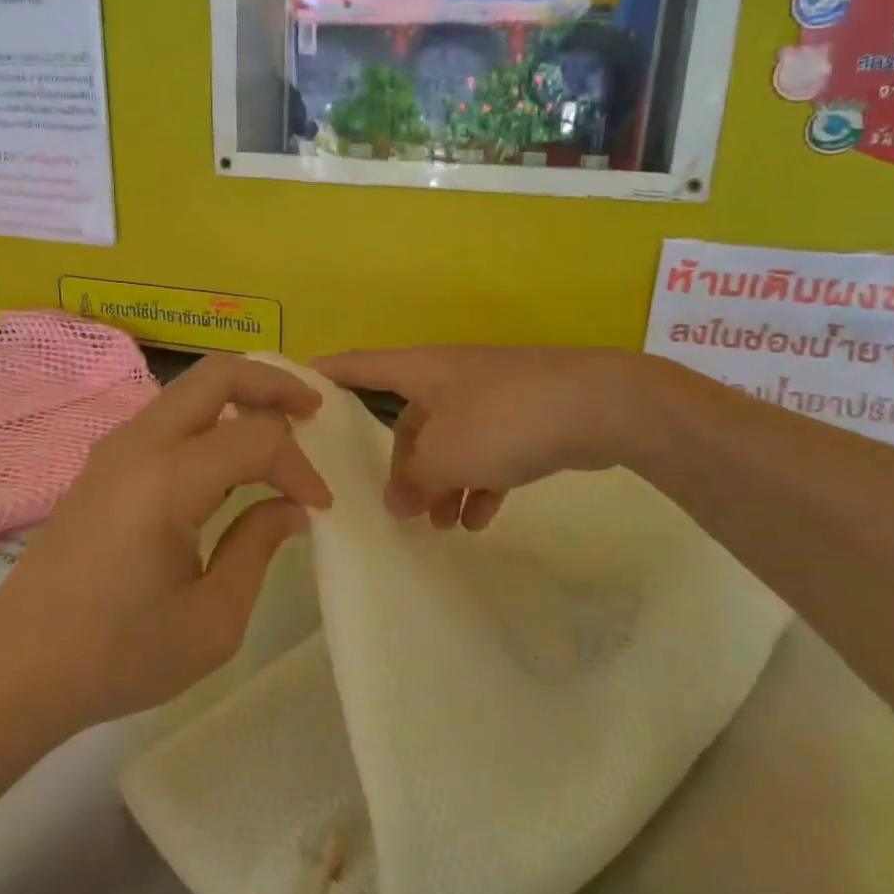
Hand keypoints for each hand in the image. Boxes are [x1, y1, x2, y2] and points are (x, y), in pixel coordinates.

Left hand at [0, 355, 331, 733]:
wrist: (16, 671)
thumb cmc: (118, 655)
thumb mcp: (212, 620)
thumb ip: (258, 547)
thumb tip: (290, 507)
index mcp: (166, 482)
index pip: (256, 440)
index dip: (300, 467)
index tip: (321, 508)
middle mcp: (138, 446)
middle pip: (217, 374)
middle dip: (274, 383)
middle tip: (313, 412)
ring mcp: (113, 450)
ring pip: (190, 389)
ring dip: (240, 397)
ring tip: (280, 429)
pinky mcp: (102, 466)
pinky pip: (168, 418)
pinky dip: (210, 419)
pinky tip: (228, 459)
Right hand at [314, 346, 634, 531]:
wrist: (599, 405)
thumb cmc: (503, 419)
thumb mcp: (444, 454)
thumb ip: (413, 480)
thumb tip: (399, 501)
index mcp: (420, 371)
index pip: (357, 367)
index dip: (324, 376)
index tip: (294, 393)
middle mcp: (448, 378)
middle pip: (408, 421)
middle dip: (402, 467)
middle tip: (399, 510)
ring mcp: (487, 397)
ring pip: (448, 443)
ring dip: (441, 484)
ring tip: (442, 526)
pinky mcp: (521, 419)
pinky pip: (485, 454)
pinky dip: (478, 484)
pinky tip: (479, 519)